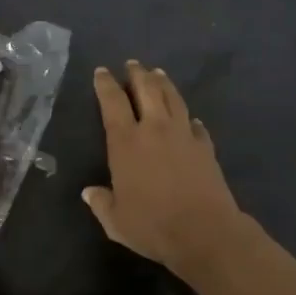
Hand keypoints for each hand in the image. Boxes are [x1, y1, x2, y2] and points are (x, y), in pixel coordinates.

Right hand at [84, 60, 248, 275]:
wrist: (204, 231)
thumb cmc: (152, 225)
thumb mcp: (116, 221)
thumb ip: (102, 203)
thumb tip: (90, 193)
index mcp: (126, 142)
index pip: (113, 103)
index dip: (106, 85)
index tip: (102, 72)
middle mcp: (155, 129)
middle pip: (147, 90)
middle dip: (138, 74)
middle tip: (133, 64)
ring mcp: (184, 135)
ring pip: (173, 98)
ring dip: (164, 84)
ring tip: (158, 74)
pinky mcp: (205, 146)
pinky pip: (195, 125)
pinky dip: (189, 118)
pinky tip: (189, 119)